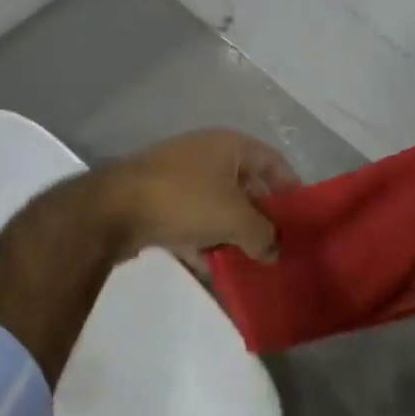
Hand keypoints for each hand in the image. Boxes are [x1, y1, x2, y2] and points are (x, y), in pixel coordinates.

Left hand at [101, 129, 298, 263]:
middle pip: (246, 186)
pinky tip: (215, 269)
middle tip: (278, 245)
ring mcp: (180, 178)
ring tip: (251, 263)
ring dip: (233, 233)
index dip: (291, 187)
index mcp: (230, 146)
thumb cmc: (185, 200)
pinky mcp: (159, 202)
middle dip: (262, 217)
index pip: (273, 161)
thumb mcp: (235, 219)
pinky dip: (204, 242)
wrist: (111, 209)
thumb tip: (275, 252)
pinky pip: (193, 222)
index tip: (303, 217)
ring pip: (218, 206)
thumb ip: (263, 236)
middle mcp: (207, 155)